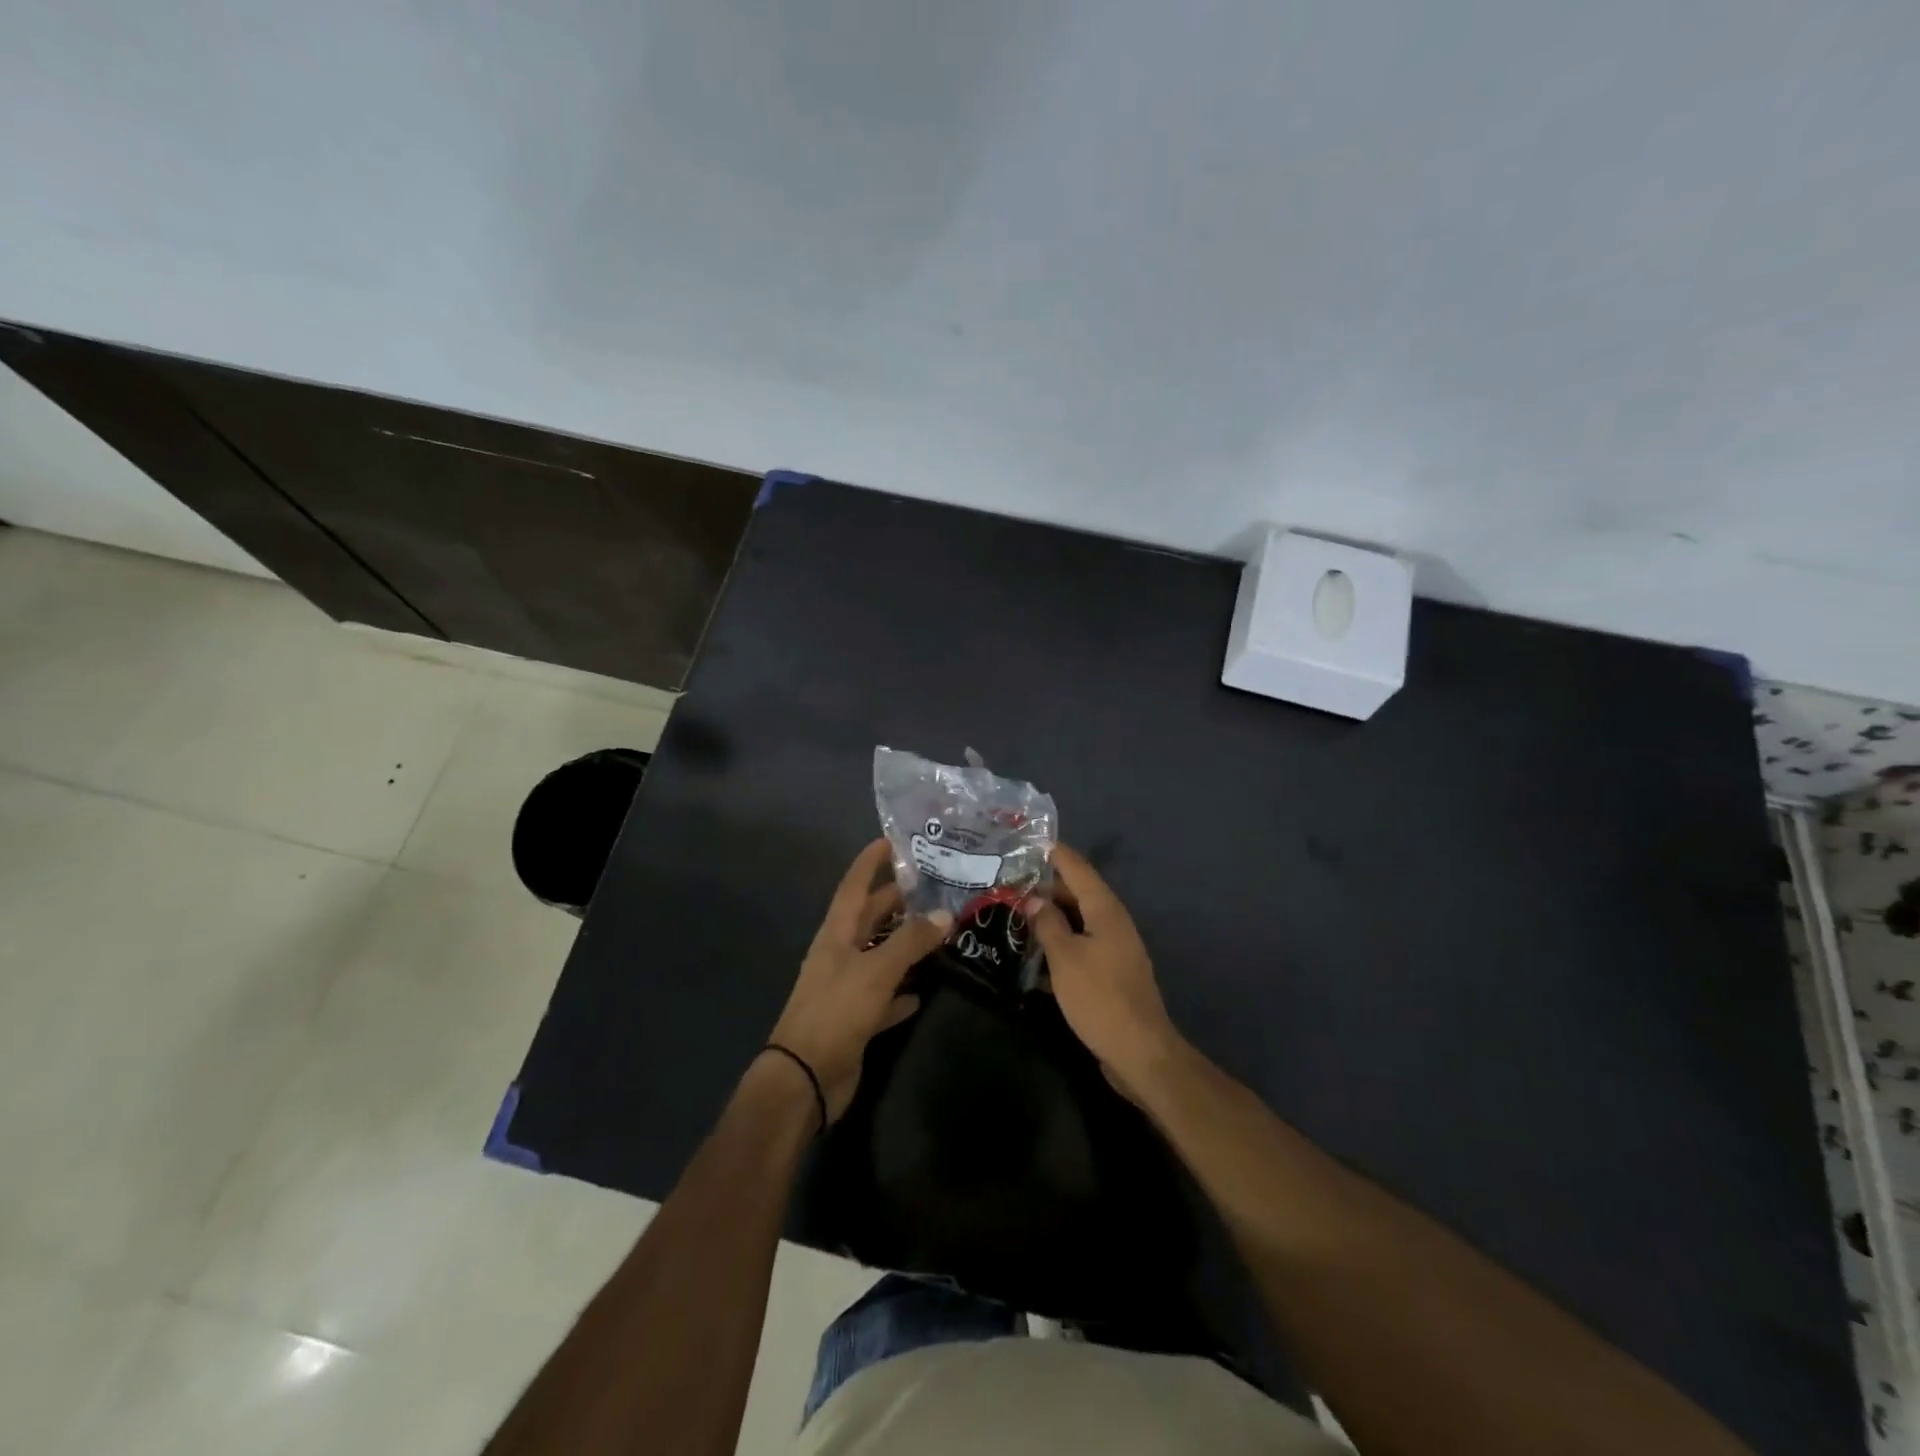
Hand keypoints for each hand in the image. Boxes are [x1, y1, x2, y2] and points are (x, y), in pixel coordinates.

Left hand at [767, 839, 949, 1123]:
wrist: (804, 1078)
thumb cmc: (835, 1012)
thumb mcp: (875, 971)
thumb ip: (910, 942)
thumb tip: (944, 914)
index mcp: (836, 934)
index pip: (854, 886)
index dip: (870, 862)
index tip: (890, 840)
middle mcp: (840, 954)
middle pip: (869, 918)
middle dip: (895, 900)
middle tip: (931, 885)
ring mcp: (847, 988)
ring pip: (879, 955)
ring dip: (903, 943)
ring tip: (937, 929)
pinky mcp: (855, 1019)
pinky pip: (884, 997)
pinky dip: (901, 991)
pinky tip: (923, 991)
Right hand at [1023, 844, 1183, 1104]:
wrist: (1139, 1051)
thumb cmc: (1099, 997)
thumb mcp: (1065, 957)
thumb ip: (1047, 924)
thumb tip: (1032, 900)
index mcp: (1106, 910)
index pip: (1078, 868)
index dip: (1055, 853)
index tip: (1030, 841)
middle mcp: (1113, 922)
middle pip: (1077, 893)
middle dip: (1046, 886)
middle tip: (1010, 881)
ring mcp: (1114, 948)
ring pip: (1078, 920)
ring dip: (1050, 915)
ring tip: (1016, 911)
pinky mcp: (1110, 972)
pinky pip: (1081, 945)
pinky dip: (1059, 942)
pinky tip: (1034, 953)